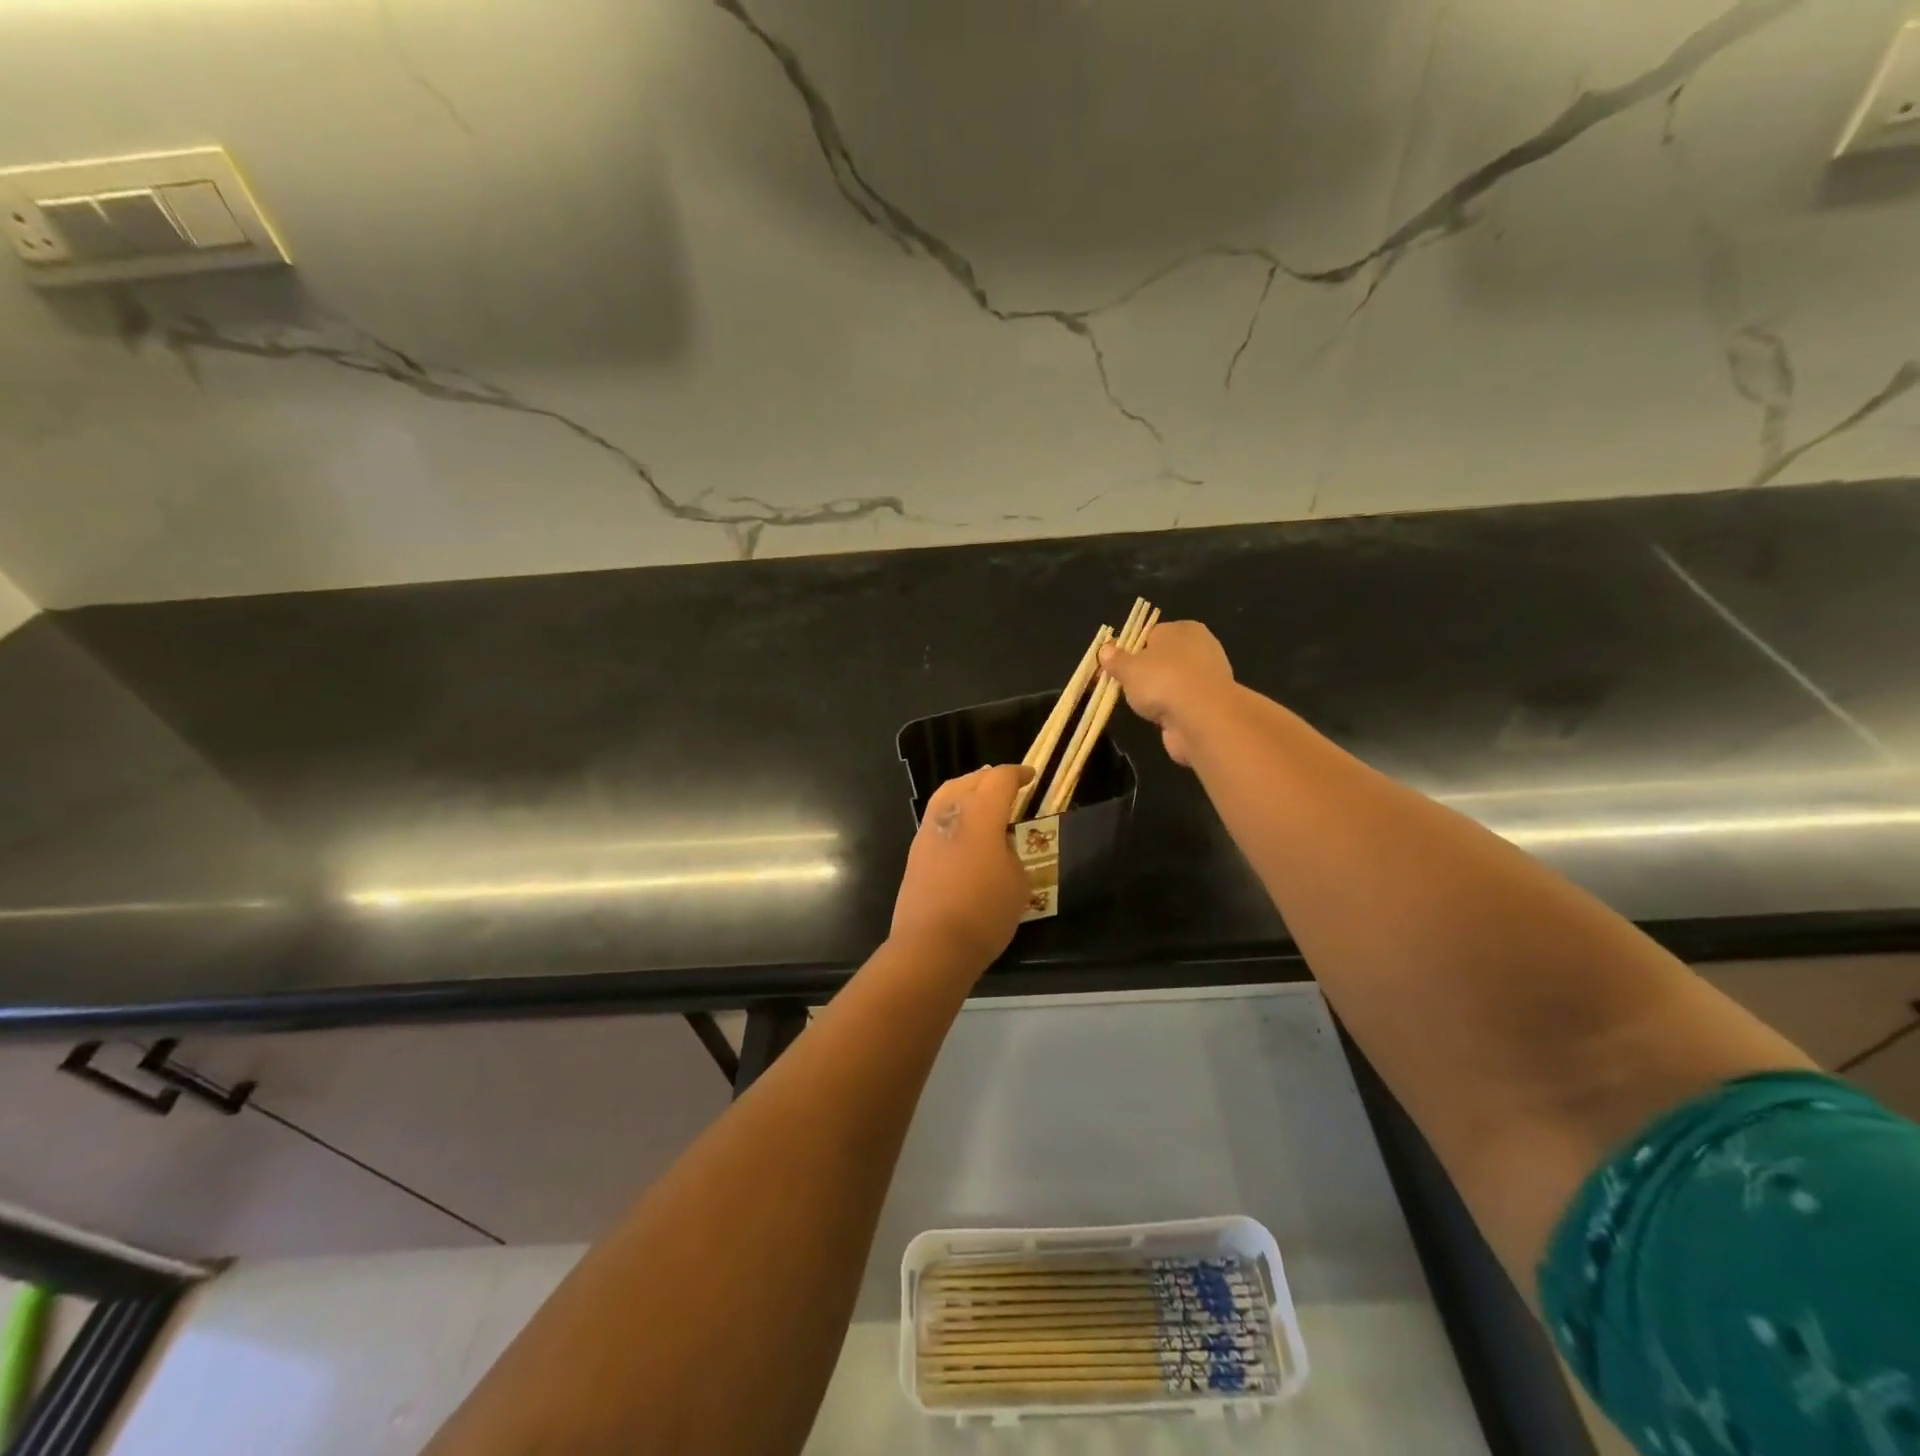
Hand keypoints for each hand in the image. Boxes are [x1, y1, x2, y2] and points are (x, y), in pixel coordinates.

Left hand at [890, 764, 1034, 973]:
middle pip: (969, 781)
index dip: (1018, 774)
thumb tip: (1001, 847)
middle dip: (990, 780)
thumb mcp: (1018, 882)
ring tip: (984, 805)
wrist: (932, 945)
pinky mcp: (915, 853)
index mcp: (980, 813)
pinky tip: (965, 834)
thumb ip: (1012, 853)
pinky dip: (954, 815)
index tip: (1031, 777)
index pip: (1000, 779)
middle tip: (1007, 788)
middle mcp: (949, 813)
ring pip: (946, 796)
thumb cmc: (985, 912)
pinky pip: (937, 819)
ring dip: (967, 793)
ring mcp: (927, 832)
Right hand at [1099, 620, 1235, 765]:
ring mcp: (1209, 675)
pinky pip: (1183, 701)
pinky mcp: (1212, 702)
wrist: (1202, 717)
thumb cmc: (1162, 680)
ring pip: (1174, 681)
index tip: (1116, 668)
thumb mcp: (1128, 668)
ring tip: (1142, 705)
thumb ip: (1115, 659)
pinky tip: (1161, 717)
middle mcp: (1201, 647)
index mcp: (1183, 628)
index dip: (1130, 651)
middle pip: (1163, 658)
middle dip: (1145, 672)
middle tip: (1126, 686)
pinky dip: (1172, 708)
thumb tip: (1105, 649)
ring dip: (1159, 692)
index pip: (1151, 634)